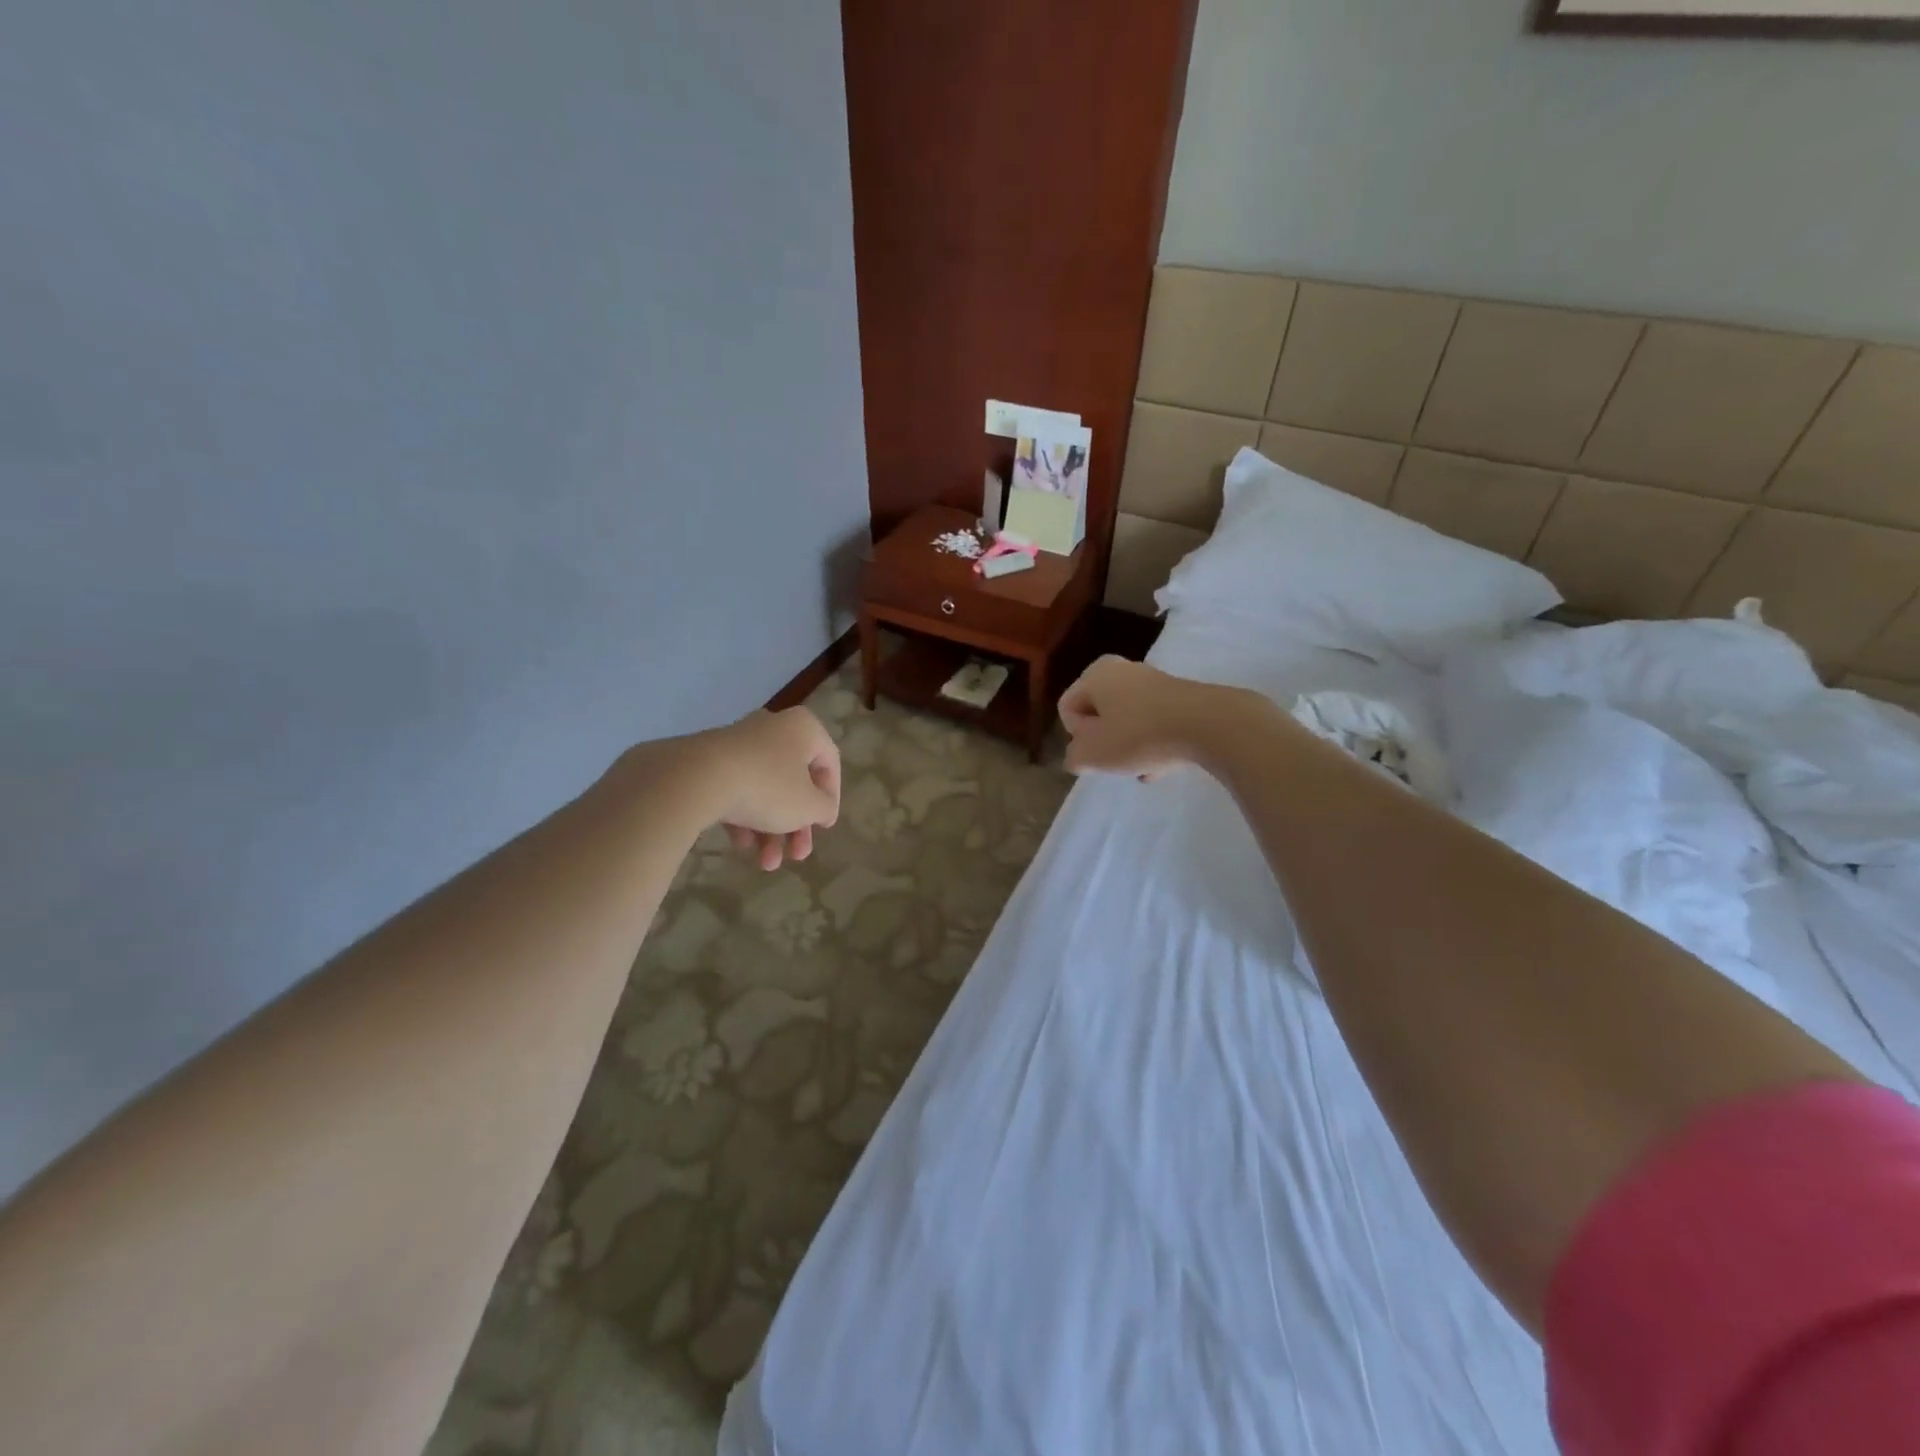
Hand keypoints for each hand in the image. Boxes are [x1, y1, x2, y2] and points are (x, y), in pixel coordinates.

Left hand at [691, 707, 841, 869]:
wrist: (696, 778)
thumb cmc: (768, 787)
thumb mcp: (808, 806)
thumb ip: (824, 809)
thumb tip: (823, 809)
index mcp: (803, 729)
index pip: (829, 763)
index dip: (832, 798)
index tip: (824, 827)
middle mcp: (773, 728)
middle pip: (795, 782)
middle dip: (796, 826)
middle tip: (797, 856)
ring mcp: (739, 743)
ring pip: (765, 789)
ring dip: (771, 830)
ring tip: (766, 864)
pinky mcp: (711, 760)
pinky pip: (738, 789)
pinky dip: (744, 817)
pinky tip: (741, 845)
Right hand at [1057, 656, 1254, 780]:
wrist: (1208, 725)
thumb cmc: (1139, 735)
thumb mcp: (1093, 754)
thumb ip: (1074, 757)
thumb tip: (1078, 756)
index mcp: (1095, 674)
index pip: (1067, 709)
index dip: (1077, 736)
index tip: (1097, 749)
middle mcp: (1122, 669)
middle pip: (1099, 714)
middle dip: (1105, 742)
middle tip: (1117, 760)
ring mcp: (1154, 681)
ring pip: (1128, 721)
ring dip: (1129, 747)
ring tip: (1143, 768)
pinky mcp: (1181, 697)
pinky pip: (1155, 723)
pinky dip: (1154, 743)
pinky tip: (1162, 765)